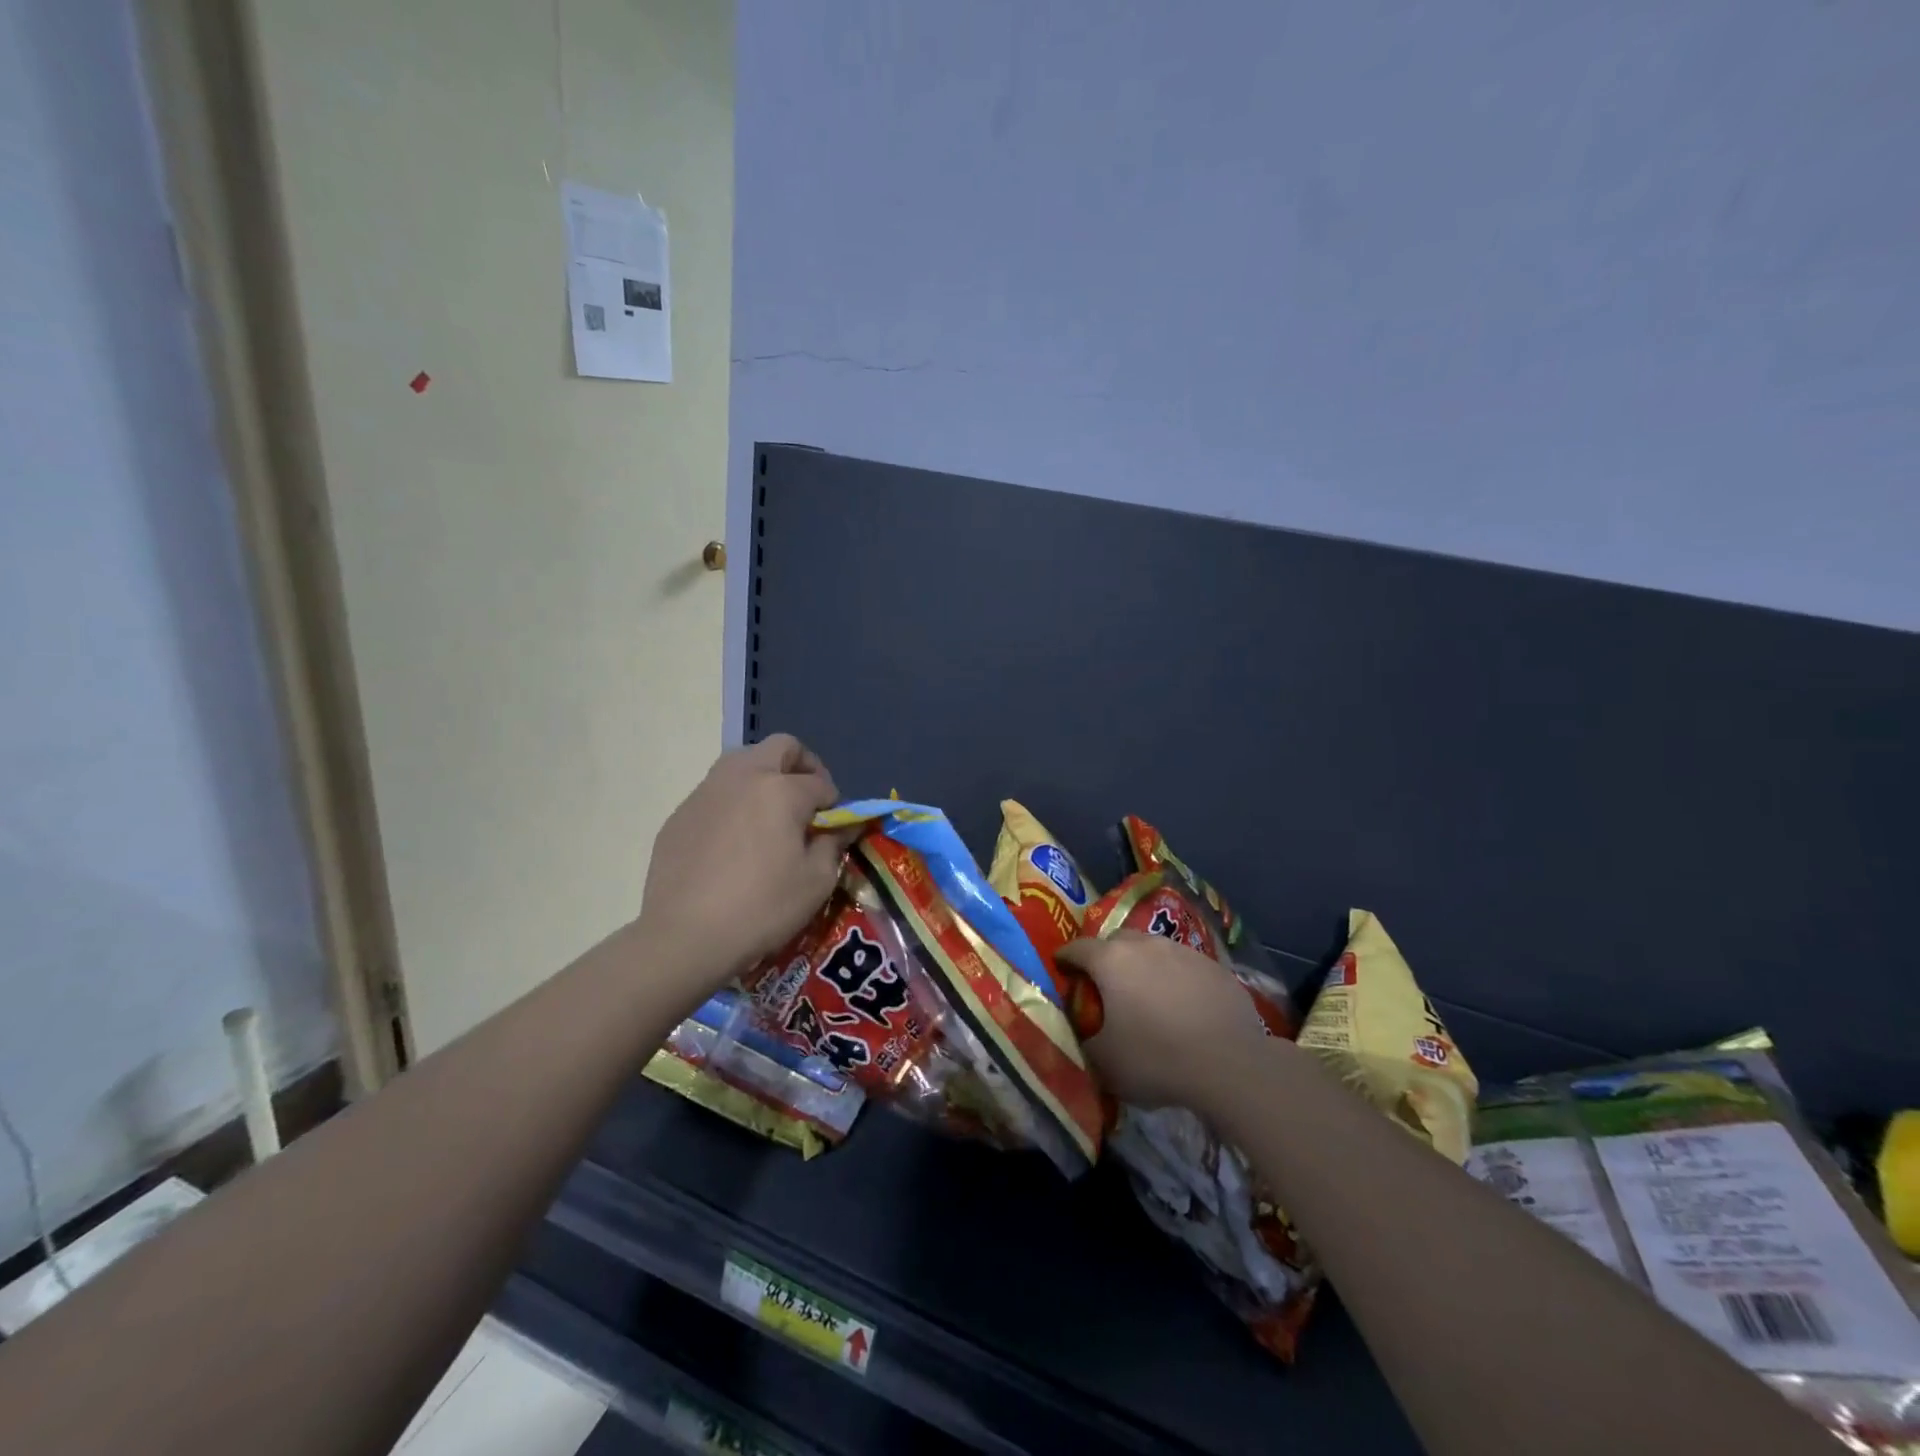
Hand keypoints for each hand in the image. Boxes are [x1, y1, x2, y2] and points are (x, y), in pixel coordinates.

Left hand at [638, 734, 848, 1002]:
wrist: (685, 937)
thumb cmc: (762, 907)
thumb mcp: (816, 881)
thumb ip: (834, 844)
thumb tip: (845, 826)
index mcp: (781, 790)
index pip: (820, 783)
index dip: (834, 804)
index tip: (834, 828)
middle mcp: (742, 777)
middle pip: (780, 748)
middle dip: (801, 766)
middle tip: (806, 802)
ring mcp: (705, 792)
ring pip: (742, 763)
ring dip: (764, 778)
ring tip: (769, 818)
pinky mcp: (680, 814)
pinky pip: (715, 793)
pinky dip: (733, 804)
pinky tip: (732, 844)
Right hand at [1054, 932, 1269, 1110]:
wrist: (1231, 1064)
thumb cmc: (1157, 1059)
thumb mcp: (1105, 1062)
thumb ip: (1085, 1039)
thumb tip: (1083, 1029)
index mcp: (1111, 961)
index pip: (1077, 948)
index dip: (1065, 957)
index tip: (1061, 967)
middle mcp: (1145, 945)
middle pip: (1116, 940)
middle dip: (1106, 956)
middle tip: (1105, 982)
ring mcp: (1183, 952)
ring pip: (1153, 949)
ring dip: (1144, 964)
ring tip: (1147, 993)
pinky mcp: (1214, 966)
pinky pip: (1185, 965)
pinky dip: (1176, 978)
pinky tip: (1183, 1004)